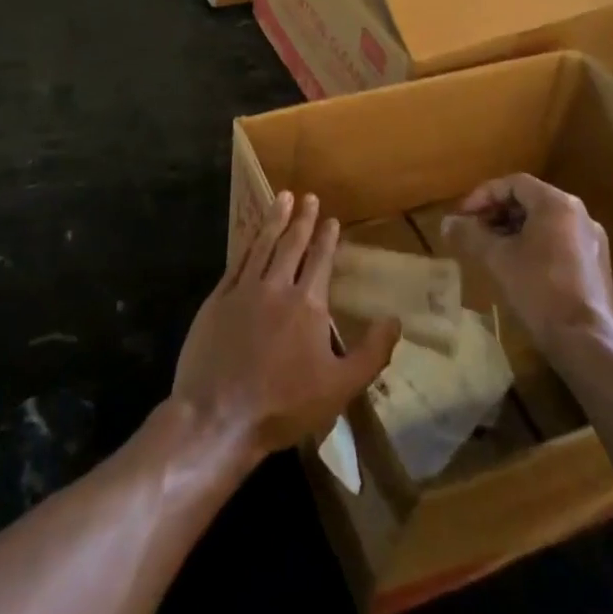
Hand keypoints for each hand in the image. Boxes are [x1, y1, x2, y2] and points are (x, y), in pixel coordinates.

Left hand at [172, 192, 400, 464]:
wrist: (218, 417)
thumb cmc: (284, 405)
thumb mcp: (340, 387)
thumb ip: (371, 352)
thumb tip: (395, 319)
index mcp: (307, 304)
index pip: (320, 260)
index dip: (326, 238)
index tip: (331, 219)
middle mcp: (275, 287)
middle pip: (291, 244)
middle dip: (301, 218)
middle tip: (307, 196)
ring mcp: (243, 290)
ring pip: (262, 245)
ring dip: (273, 220)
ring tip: (281, 198)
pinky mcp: (217, 300)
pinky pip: (236, 262)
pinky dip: (247, 243)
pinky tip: (251, 236)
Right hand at [444, 173, 612, 354]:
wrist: (588, 342)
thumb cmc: (539, 290)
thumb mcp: (497, 258)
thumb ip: (470, 234)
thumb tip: (446, 222)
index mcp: (557, 204)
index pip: (513, 183)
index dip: (483, 195)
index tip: (462, 215)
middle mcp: (579, 214)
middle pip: (530, 200)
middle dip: (497, 212)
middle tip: (472, 230)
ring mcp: (592, 240)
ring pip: (544, 222)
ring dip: (513, 229)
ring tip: (490, 249)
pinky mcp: (596, 264)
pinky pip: (558, 241)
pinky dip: (533, 244)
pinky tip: (516, 267)